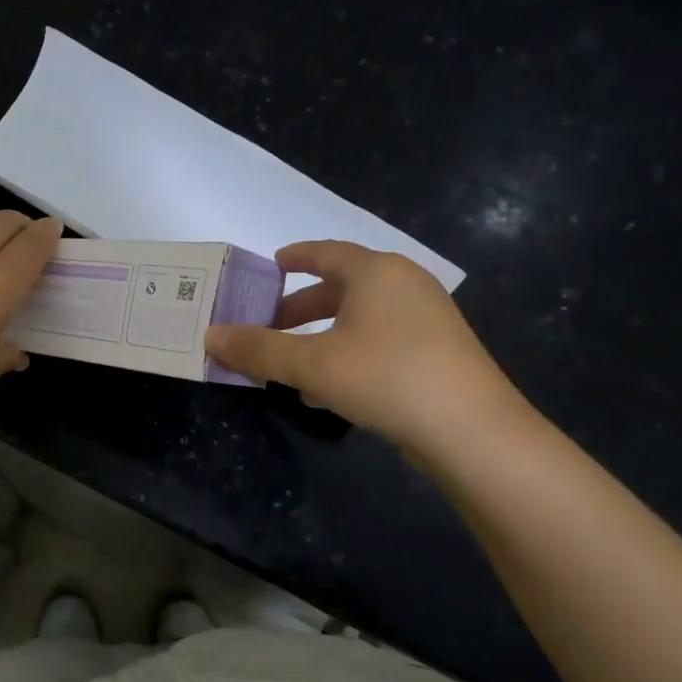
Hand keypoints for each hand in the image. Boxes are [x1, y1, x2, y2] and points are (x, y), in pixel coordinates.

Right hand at [205, 241, 523, 453]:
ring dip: (319, 337)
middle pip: (340, 287)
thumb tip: (210, 336)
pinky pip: (378, 342)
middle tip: (265, 326)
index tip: (270, 266)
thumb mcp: (311, 364)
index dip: (295, 257)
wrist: (471, 430)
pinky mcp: (435, 352)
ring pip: (358, 319)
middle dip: (299, 309)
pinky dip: (346, 355)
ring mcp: (425, 319)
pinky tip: (325, 391)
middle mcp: (404, 285)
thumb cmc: (385, 377)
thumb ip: (258, 349)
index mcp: (376, 272)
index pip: (326, 252)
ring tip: (287, 365)